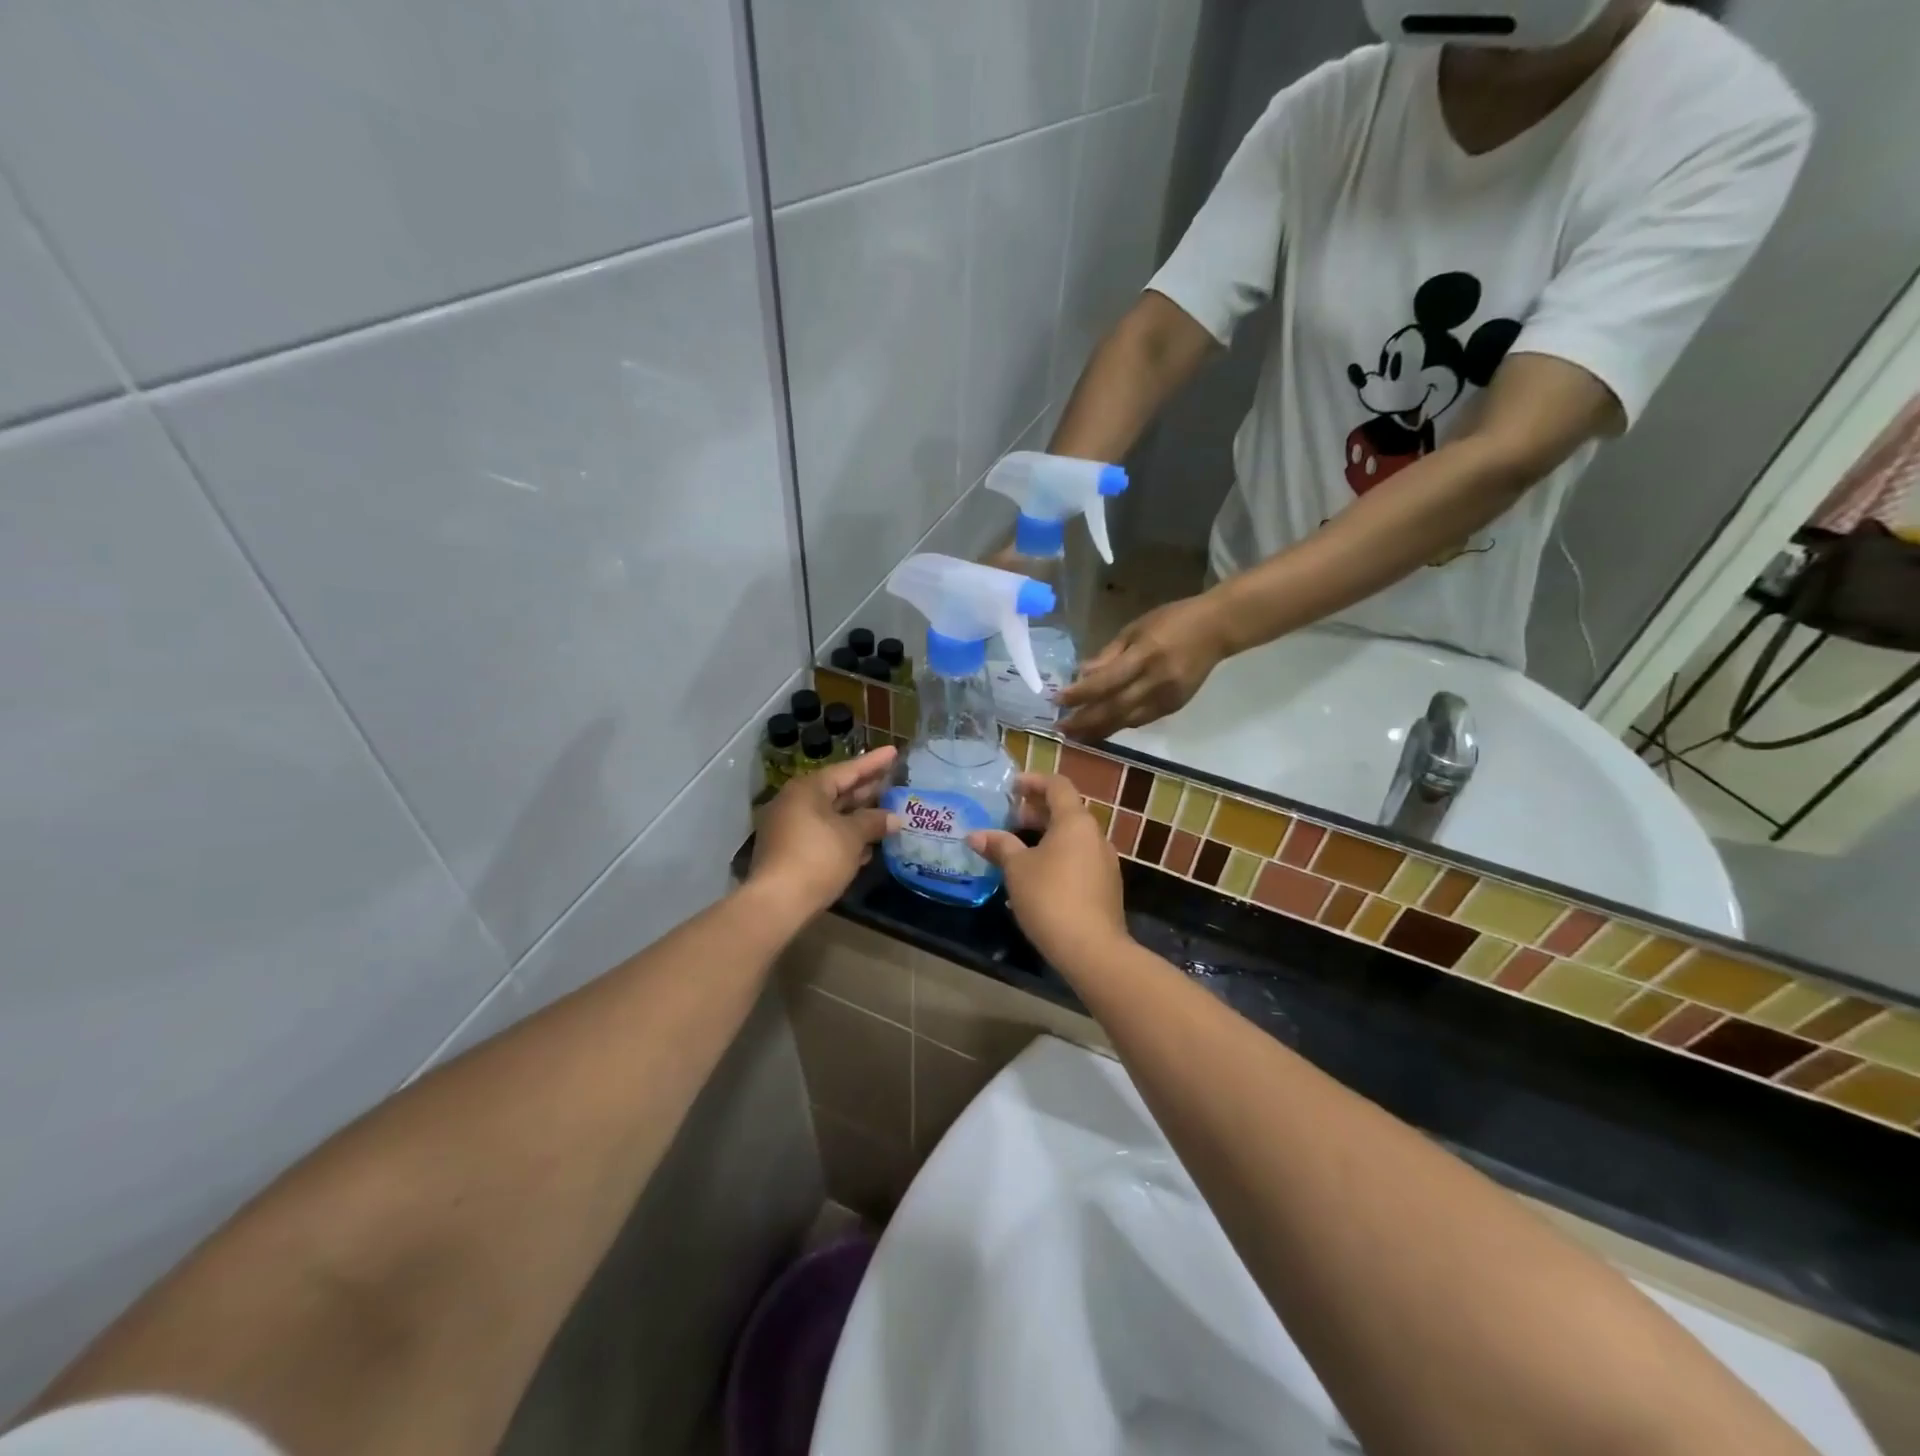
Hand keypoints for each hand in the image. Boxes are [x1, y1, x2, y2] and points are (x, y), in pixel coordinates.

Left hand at [748, 747, 898, 918]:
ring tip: (885, 813)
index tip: (893, 752)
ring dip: (857, 816)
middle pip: (837, 791)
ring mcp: (789, 827)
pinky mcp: (788, 851)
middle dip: (866, 790)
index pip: (847, 770)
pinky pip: (822, 834)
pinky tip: (865, 846)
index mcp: (808, 789)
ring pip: (830, 815)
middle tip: (891, 781)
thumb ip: (874, 822)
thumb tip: (894, 818)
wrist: (777, 902)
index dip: (873, 763)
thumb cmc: (818, 857)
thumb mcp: (852, 837)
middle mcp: (795, 802)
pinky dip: (844, 836)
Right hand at [967, 774, 1128, 966]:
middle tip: (1008, 818)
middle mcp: (1095, 836)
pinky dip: (1057, 856)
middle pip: (1066, 811)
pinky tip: (1037, 877)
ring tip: (1018, 848)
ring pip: (1072, 837)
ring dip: (1046, 836)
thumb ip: (999, 846)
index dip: (1034, 781)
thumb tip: (975, 835)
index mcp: (1075, 822)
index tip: (1011, 787)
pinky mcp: (1106, 886)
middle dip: (1036, 811)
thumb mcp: (1017, 869)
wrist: (1092, 949)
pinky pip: (1079, 859)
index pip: (1057, 786)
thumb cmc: (1050, 898)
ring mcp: (1105, 862)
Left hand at [1057, 593, 1230, 739]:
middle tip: (1060, 730)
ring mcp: (1167, 698)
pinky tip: (1103, 728)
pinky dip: (1120, 725)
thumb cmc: (1172, 620)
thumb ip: (1109, 654)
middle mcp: (1156, 681)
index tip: (1057, 701)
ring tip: (1076, 736)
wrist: (1217, 629)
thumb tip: (1082, 674)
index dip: (1080, 694)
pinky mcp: (1175, 707)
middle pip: (1114, 708)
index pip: (1106, 682)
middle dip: (1085, 722)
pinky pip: (1141, 721)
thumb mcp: (1136, 628)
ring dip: (1099, 730)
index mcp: (1145, 656)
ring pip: (1127, 721)